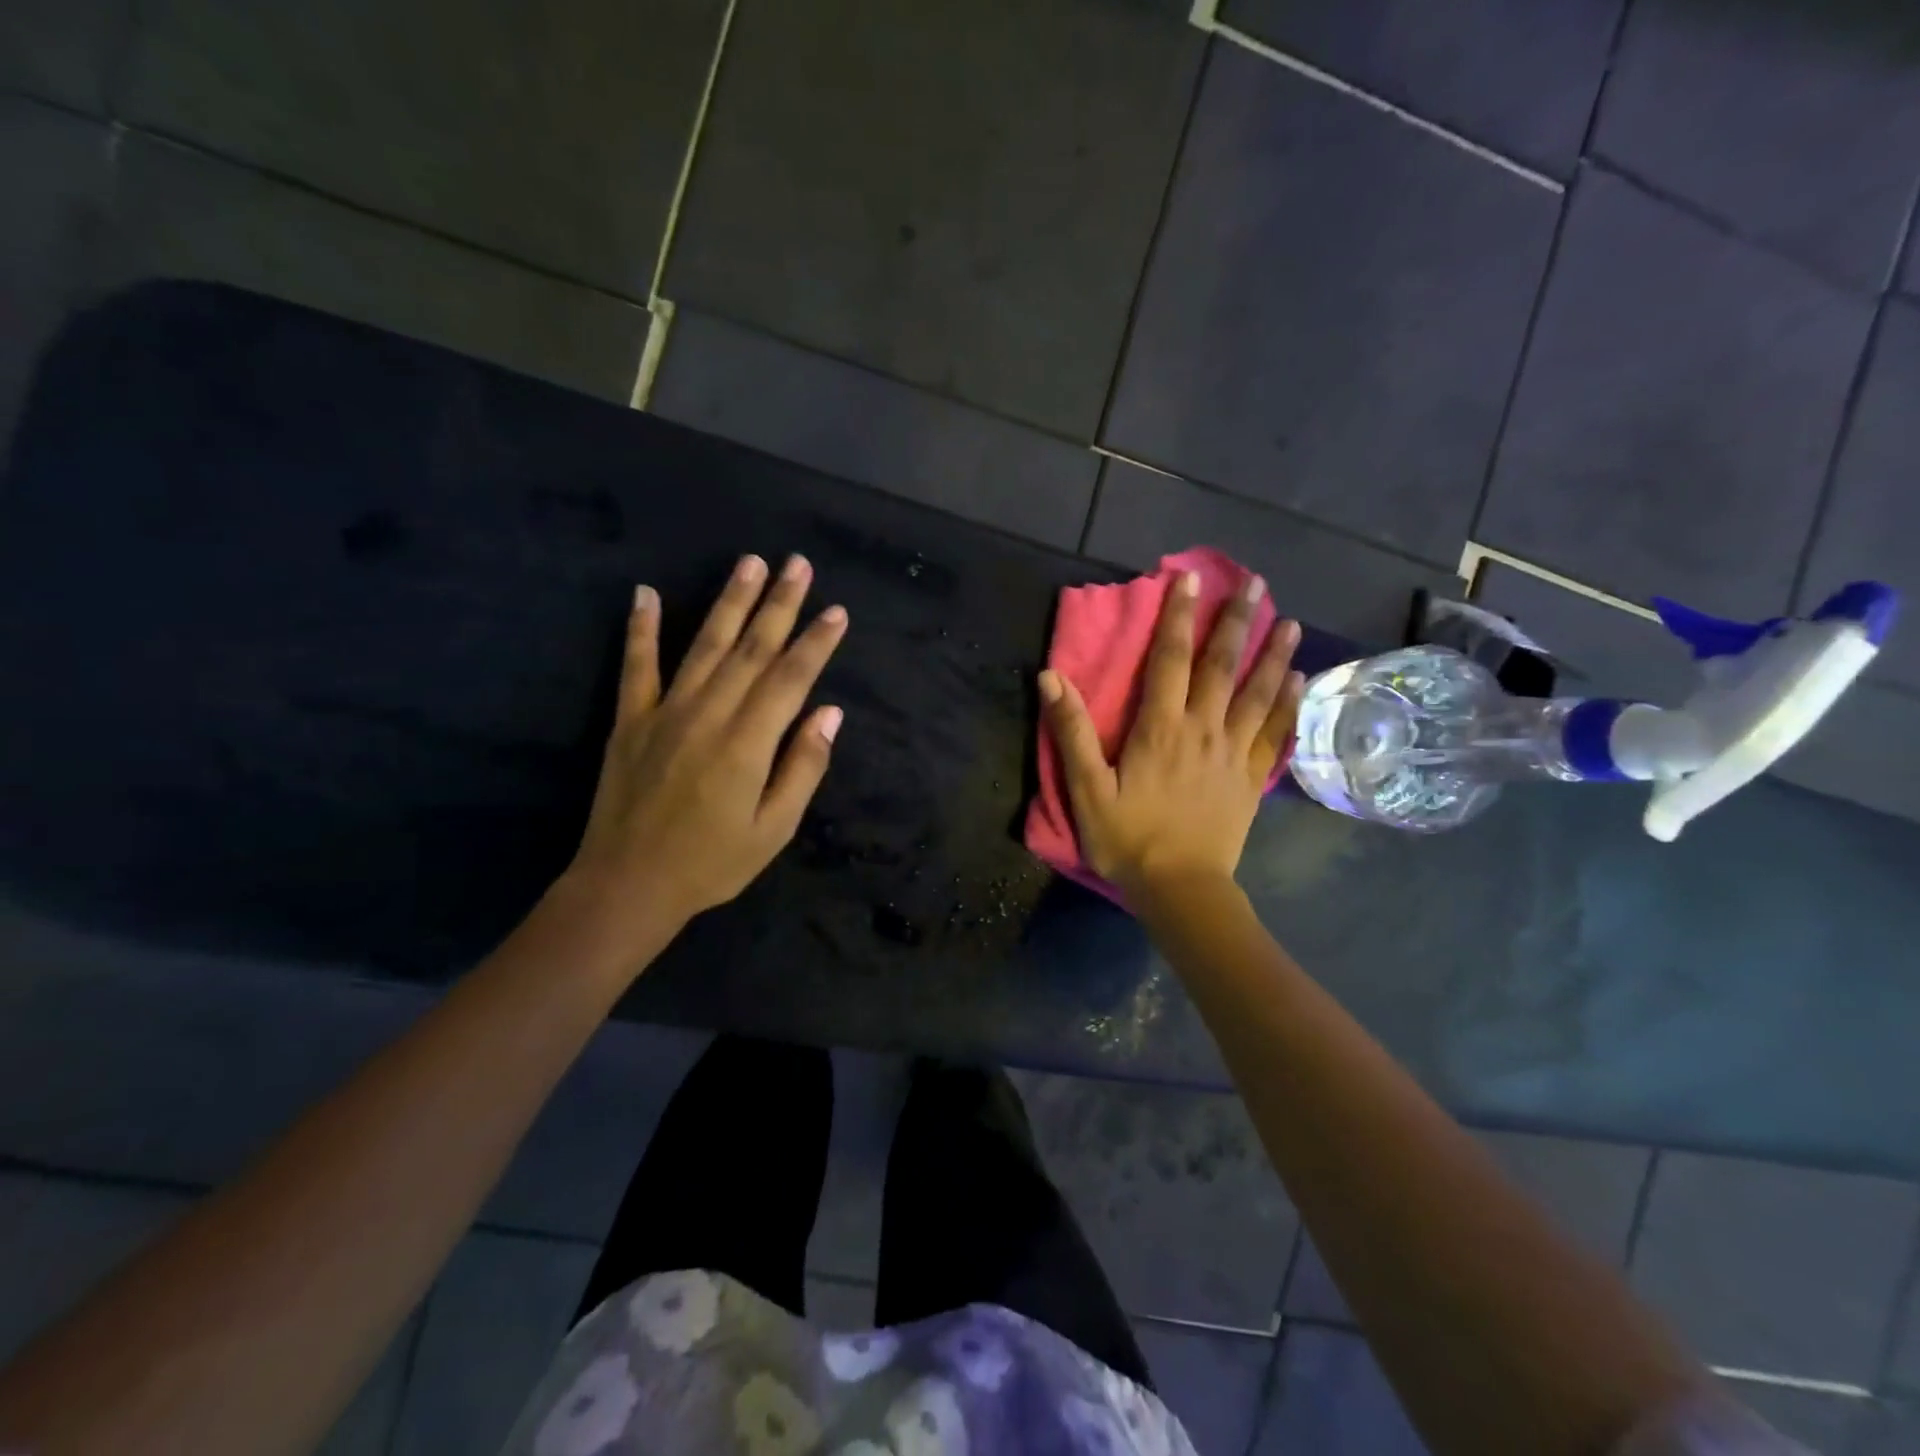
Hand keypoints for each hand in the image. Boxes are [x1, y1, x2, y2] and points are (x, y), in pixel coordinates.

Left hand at [566, 553, 847, 934]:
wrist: (628, 885)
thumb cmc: (712, 864)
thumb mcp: (774, 829)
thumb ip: (803, 768)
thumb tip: (829, 713)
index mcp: (748, 743)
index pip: (791, 678)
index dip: (815, 642)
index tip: (836, 611)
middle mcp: (709, 715)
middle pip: (751, 649)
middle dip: (779, 604)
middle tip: (798, 563)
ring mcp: (665, 712)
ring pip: (705, 645)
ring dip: (729, 601)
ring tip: (750, 563)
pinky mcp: (631, 720)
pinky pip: (637, 666)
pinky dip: (641, 628)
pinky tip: (645, 593)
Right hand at [1039, 569, 1302, 899]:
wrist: (1180, 888)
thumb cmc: (1128, 839)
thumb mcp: (1087, 789)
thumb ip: (1071, 732)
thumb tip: (1051, 677)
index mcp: (1160, 729)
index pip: (1169, 660)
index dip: (1177, 617)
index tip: (1188, 579)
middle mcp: (1202, 730)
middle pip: (1222, 666)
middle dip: (1236, 621)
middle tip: (1254, 582)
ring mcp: (1233, 754)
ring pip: (1257, 694)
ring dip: (1272, 654)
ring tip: (1290, 621)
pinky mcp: (1251, 779)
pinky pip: (1273, 734)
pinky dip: (1287, 705)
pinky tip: (1298, 681)